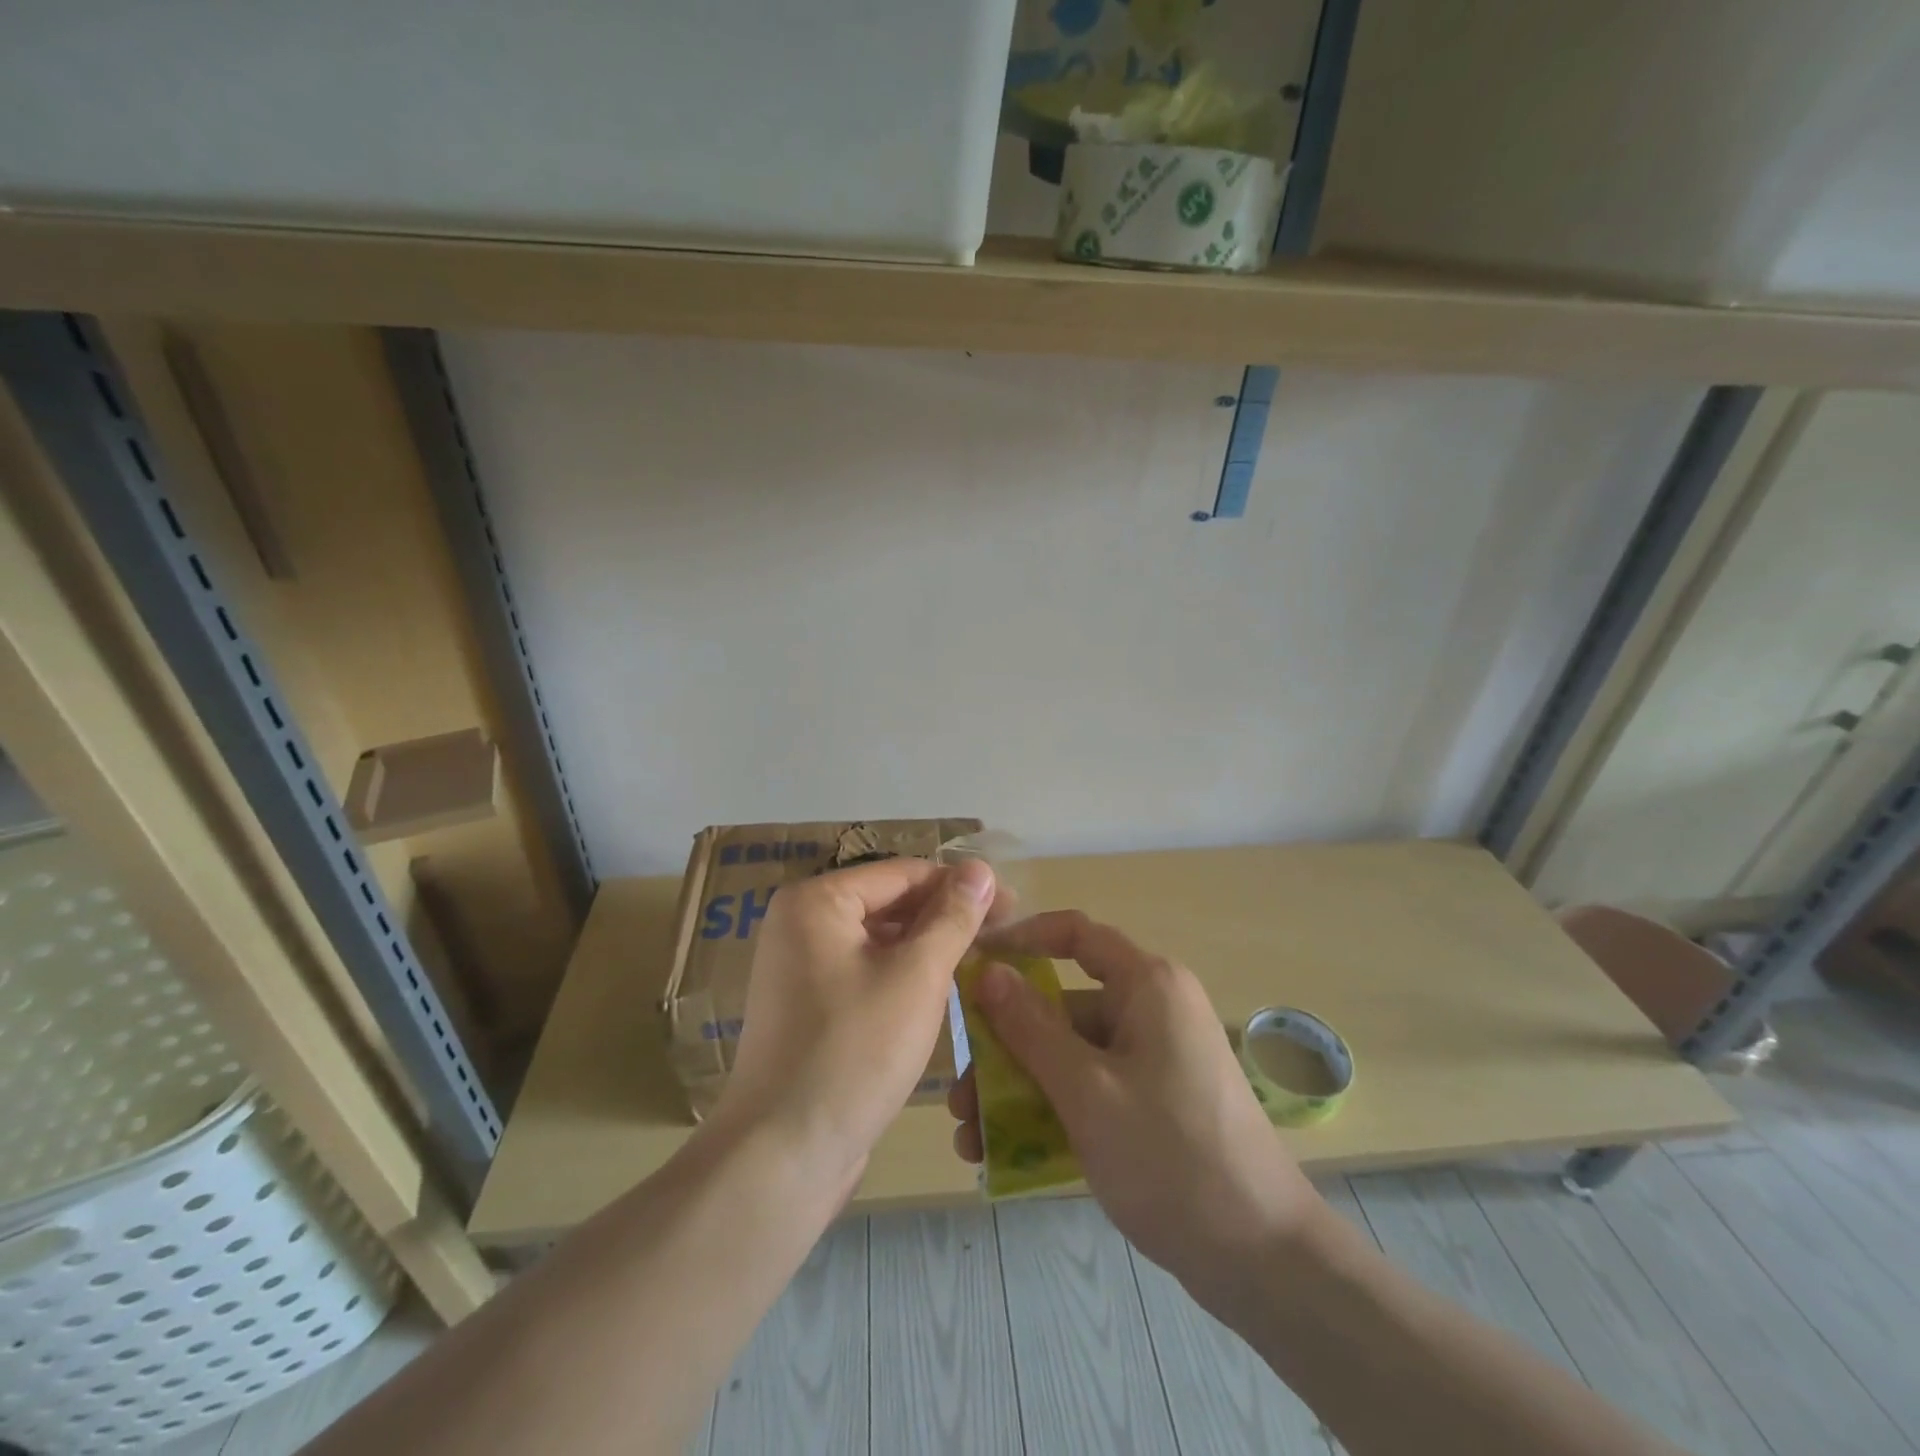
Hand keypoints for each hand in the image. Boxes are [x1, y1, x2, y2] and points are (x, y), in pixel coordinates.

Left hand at [711, 857, 997, 1193]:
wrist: (783, 1156)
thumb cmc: (854, 1052)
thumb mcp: (916, 977)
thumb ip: (952, 917)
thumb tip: (982, 869)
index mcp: (816, 901)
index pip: (903, 874)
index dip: (961, 885)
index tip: (1012, 904)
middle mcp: (800, 924)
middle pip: (889, 904)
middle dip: (945, 917)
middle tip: (1003, 935)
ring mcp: (800, 968)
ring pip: (879, 941)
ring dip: (928, 948)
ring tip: (981, 961)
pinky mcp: (809, 1007)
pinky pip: (865, 973)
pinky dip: (903, 976)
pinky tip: (942, 992)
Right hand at [948, 911, 1323, 1304]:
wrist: (1263, 1258)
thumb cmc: (1170, 1156)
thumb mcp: (1087, 1090)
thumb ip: (1031, 1028)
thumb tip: (988, 972)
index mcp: (1148, 985)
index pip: (1075, 934)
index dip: (1020, 939)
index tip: (971, 961)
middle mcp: (1151, 1009)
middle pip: (1063, 1006)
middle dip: (1005, 1046)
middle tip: (958, 1091)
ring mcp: (1154, 1058)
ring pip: (1070, 1054)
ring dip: (1019, 1088)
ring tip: (970, 1137)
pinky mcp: (1154, 1101)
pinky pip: (1091, 1088)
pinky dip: (1051, 1110)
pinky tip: (1005, 1153)